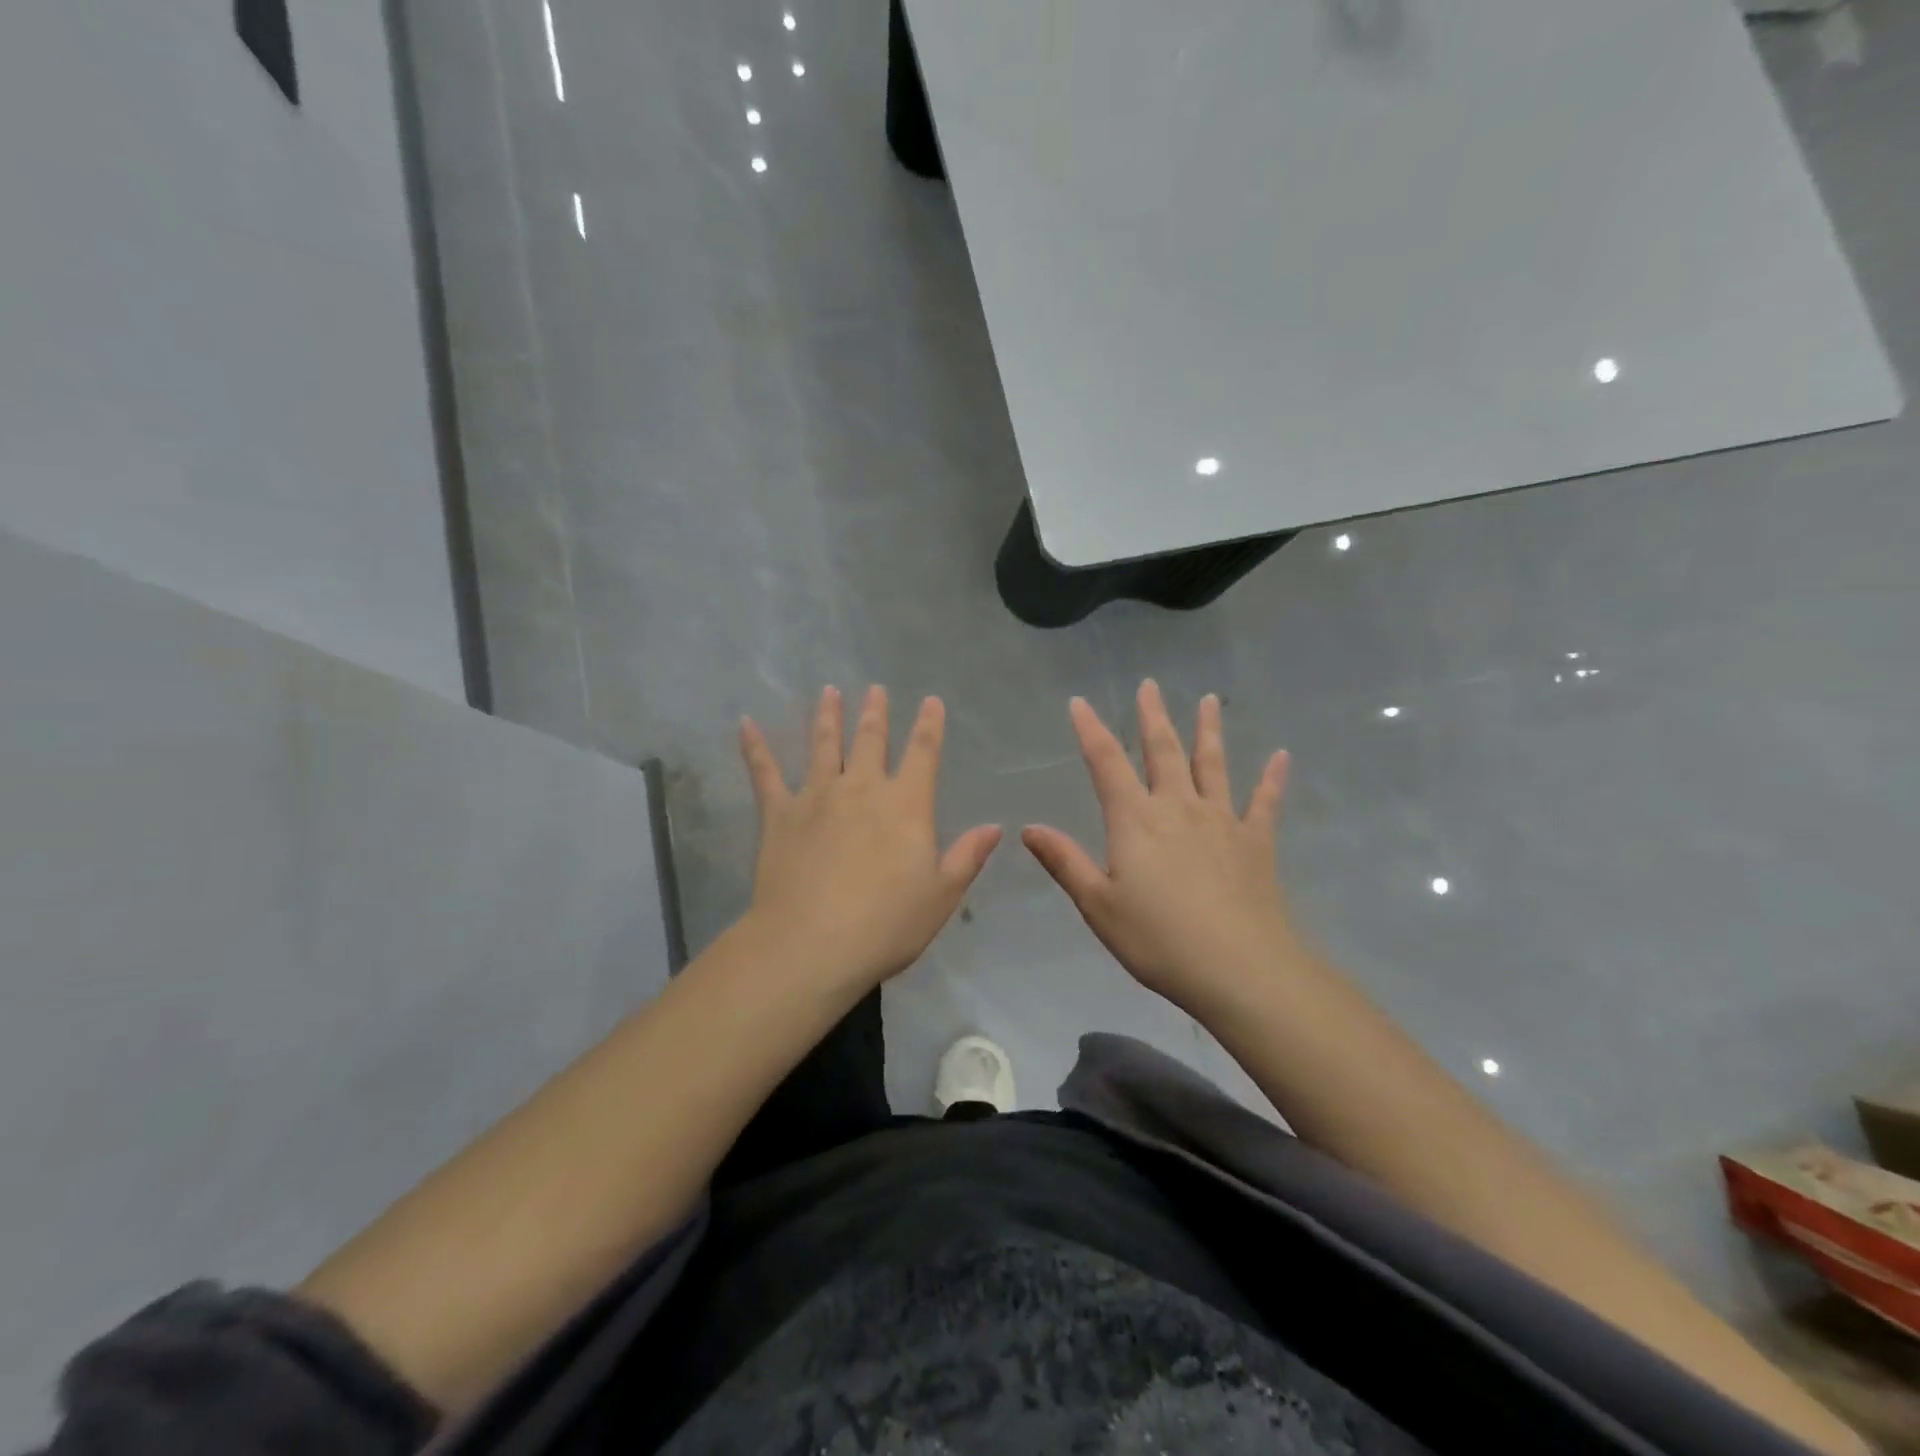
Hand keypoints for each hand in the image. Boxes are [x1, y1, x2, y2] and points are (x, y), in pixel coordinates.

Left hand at [739, 685, 1001, 997]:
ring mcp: (816, 798)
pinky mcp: (779, 815)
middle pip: (870, 741)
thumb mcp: (940, 896)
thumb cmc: (885, 924)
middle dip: (875, 713)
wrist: (811, 945)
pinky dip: (755, 748)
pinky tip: (746, 724)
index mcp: (905, 806)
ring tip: (829, 692)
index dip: (929, 725)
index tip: (930, 701)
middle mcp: (861, 790)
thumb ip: (966, 857)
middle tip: (874, 688)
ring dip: (827, 717)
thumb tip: (994, 827)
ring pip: (823, 746)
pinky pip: (765, 774)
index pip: (922, 754)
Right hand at [1022, 681, 1296, 1013]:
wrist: (1240, 969)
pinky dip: (1271, 778)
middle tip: (1150, 685)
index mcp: (1135, 821)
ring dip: (1209, 731)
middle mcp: (1178, 808)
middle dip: (1152, 717)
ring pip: (1213, 765)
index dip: (1090, 731)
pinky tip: (1280, 756)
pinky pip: (1264, 802)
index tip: (1079, 702)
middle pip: (1163, 751)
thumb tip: (1029, 828)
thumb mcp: (1099, 905)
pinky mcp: (1256, 843)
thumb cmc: (1159, 940)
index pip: (1106, 764)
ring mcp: (1222, 821)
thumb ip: (1066, 862)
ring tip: (1210, 700)